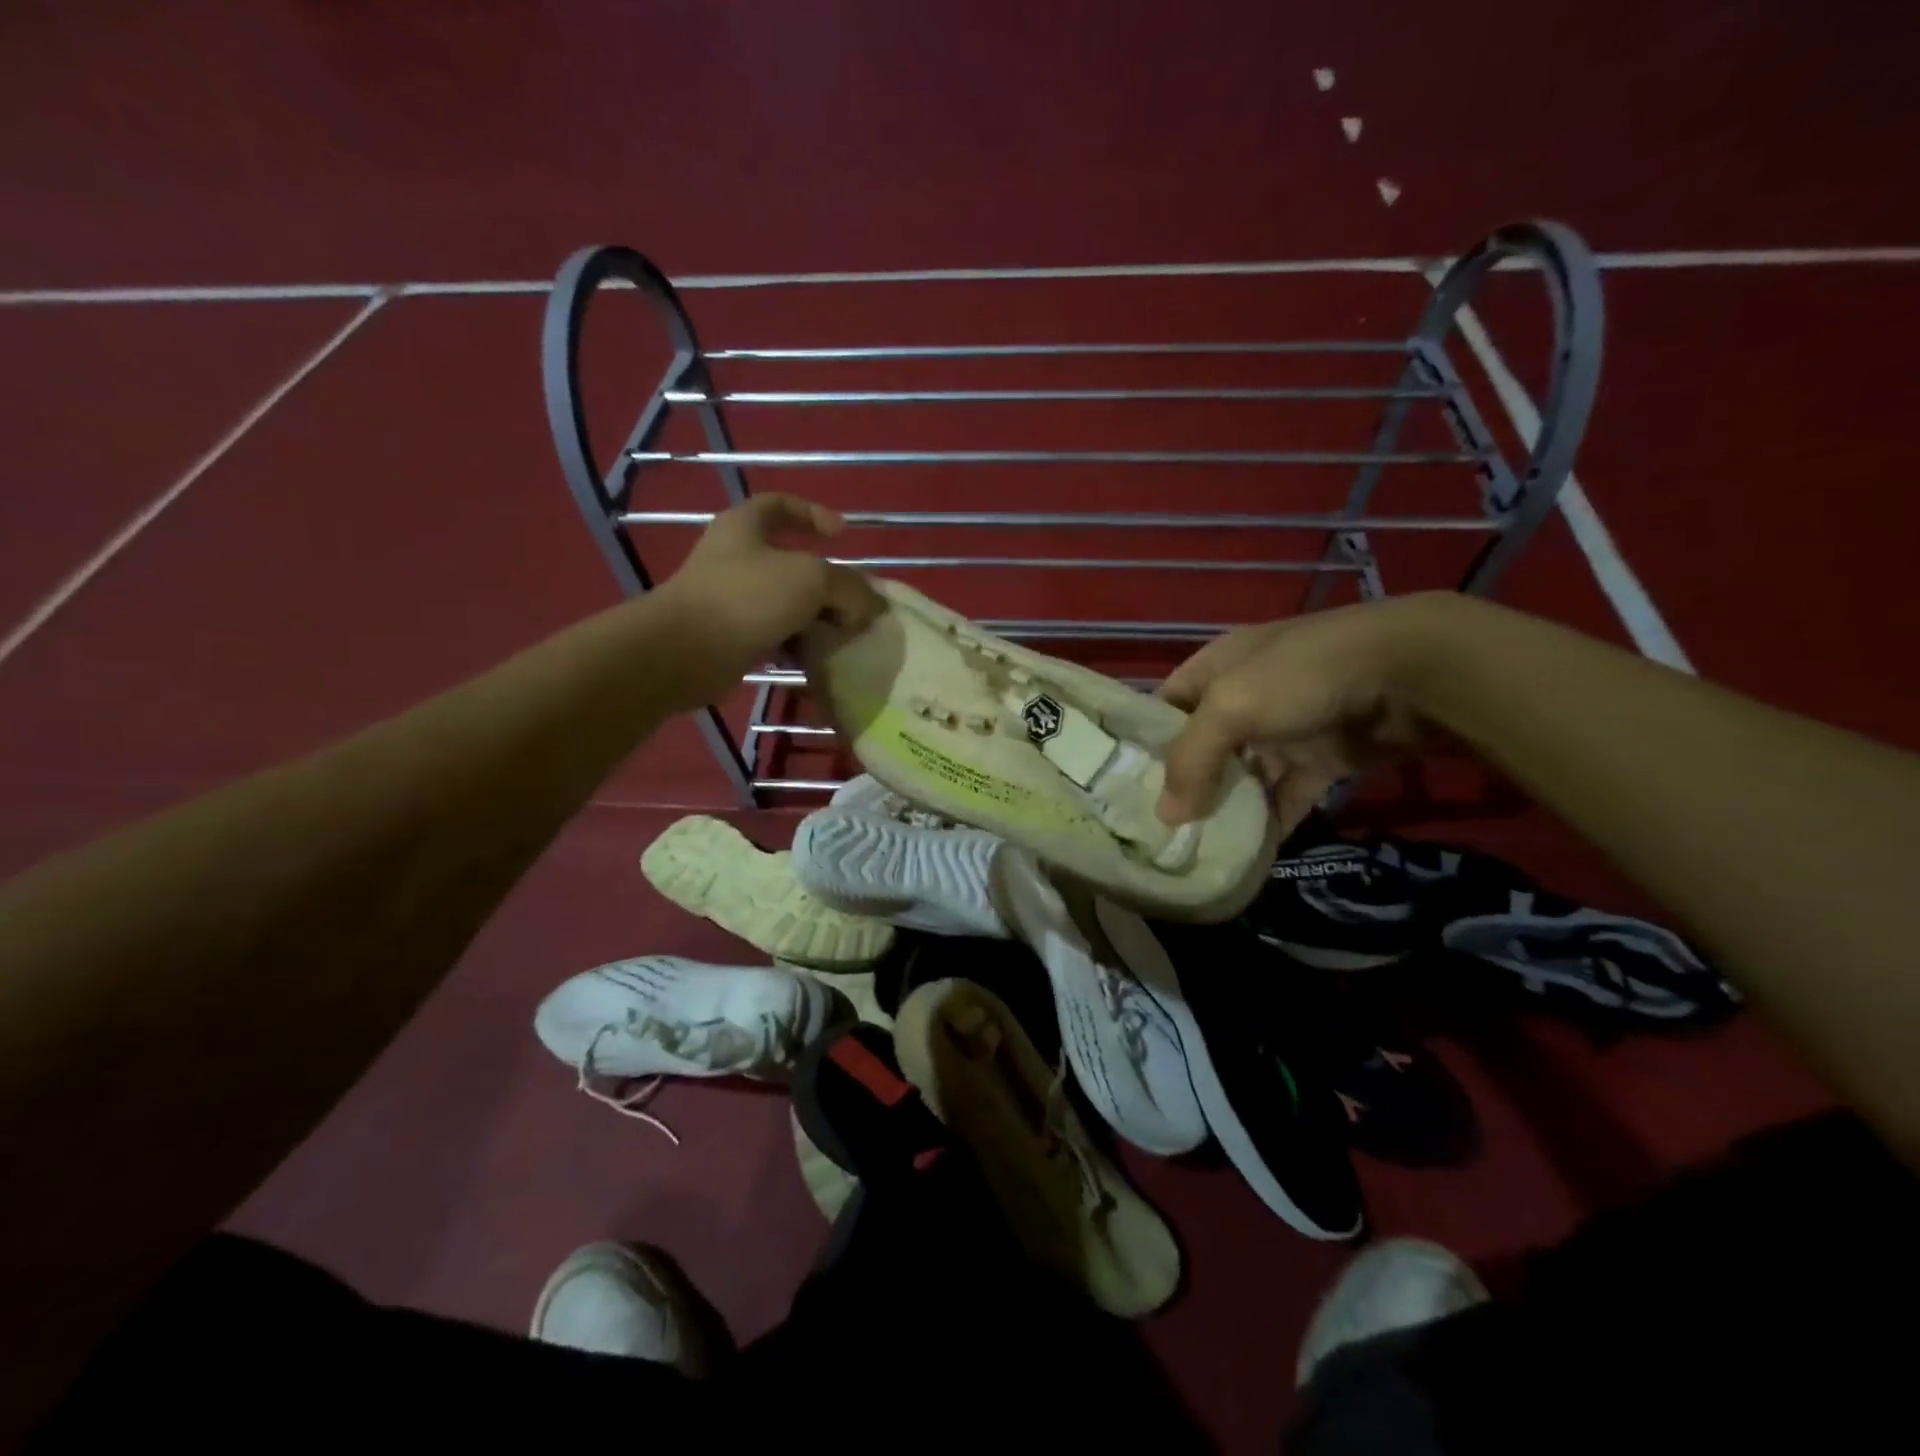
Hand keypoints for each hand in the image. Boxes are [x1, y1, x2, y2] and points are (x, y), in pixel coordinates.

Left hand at [656, 494, 882, 704]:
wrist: (685, 652)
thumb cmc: (747, 597)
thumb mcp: (811, 579)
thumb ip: (849, 587)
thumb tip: (870, 607)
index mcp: (745, 526)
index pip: (782, 505)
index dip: (815, 513)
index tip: (844, 536)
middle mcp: (735, 557)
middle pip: (790, 561)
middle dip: (826, 582)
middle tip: (853, 601)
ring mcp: (730, 598)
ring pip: (785, 602)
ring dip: (815, 617)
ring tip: (842, 633)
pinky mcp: (730, 636)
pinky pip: (774, 634)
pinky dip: (797, 643)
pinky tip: (817, 657)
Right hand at [1155, 595, 1451, 830]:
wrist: (1411, 674)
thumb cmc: (1301, 675)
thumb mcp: (1231, 707)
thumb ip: (1192, 760)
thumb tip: (1167, 817)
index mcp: (1218, 668)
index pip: (1167, 705)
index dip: (1145, 741)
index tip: (1124, 786)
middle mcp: (1246, 698)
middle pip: (1204, 747)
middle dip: (1184, 785)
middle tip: (1156, 830)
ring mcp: (1286, 730)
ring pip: (1244, 776)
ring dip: (1225, 809)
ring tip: (1194, 849)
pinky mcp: (1322, 761)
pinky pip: (1285, 797)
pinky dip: (1269, 823)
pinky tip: (1247, 855)